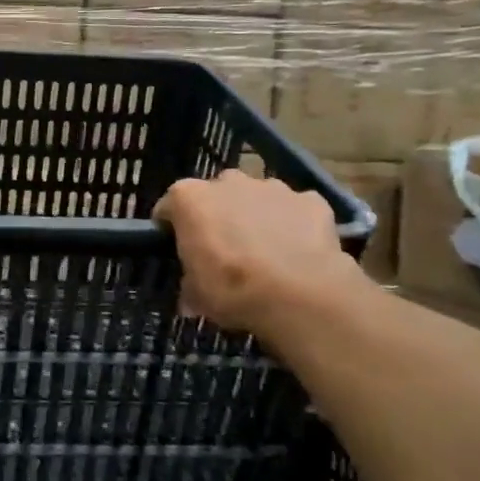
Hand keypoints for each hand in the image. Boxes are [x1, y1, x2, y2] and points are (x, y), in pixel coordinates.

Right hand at [153, 170, 368, 335]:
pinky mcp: (310, 199)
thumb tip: (190, 297)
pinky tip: (298, 252)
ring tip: (265, 253)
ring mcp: (272, 187)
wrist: (300, 294)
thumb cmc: (233, 289)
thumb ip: (190, 286)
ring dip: (256, 217)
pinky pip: (295, 209)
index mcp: (190, 198)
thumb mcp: (197, 296)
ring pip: (257, 197)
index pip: (169, 206)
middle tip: (224, 251)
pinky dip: (294, 225)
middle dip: (218, 216)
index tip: (177, 249)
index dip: (172, 228)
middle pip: (216, 195)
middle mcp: (228, 182)